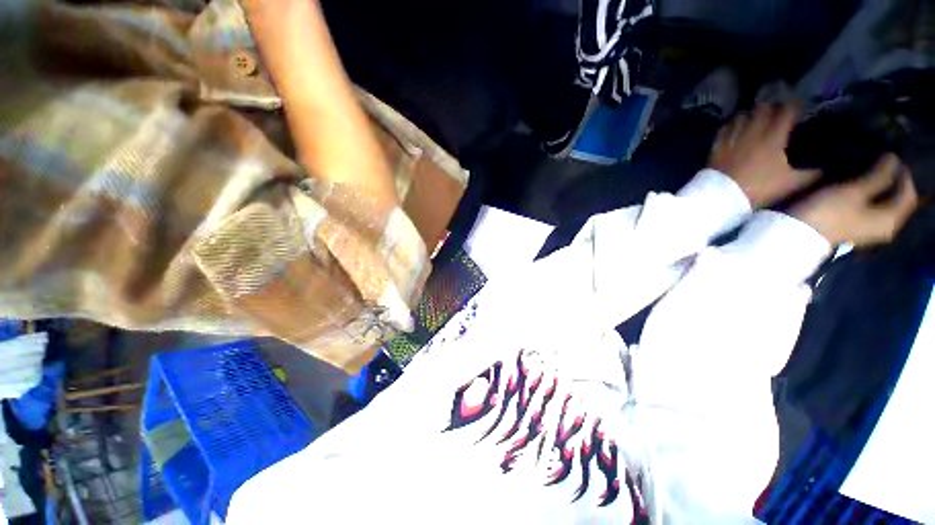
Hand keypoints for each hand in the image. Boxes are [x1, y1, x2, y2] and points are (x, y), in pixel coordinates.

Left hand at [709, 103, 819, 207]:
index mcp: (773, 137)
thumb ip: (814, 173)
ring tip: (756, 119)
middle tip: (778, 113)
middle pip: (762, 108)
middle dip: (772, 107)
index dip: (795, 106)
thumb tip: (833, 167)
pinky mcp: (715, 147)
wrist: (721, 198)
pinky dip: (731, 125)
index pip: (786, 110)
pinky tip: (734, 128)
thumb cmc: (759, 189)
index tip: (800, 109)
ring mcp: (731, 138)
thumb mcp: (792, 183)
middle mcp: (751, 132)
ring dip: (750, 114)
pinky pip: (724, 128)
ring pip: (741, 116)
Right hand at [792, 154, 917, 245]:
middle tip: (880, 161)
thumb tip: (892, 158)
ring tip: (867, 170)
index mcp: (890, 219)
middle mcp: (884, 226)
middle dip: (891, 179)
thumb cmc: (827, 213)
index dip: (903, 172)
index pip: (908, 192)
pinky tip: (856, 186)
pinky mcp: (851, 226)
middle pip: (896, 199)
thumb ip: (877, 174)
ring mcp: (866, 227)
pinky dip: (867, 194)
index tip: (890, 155)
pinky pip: (868, 207)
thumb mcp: (853, 191)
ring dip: (878, 186)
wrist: (794, 234)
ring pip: (881, 202)